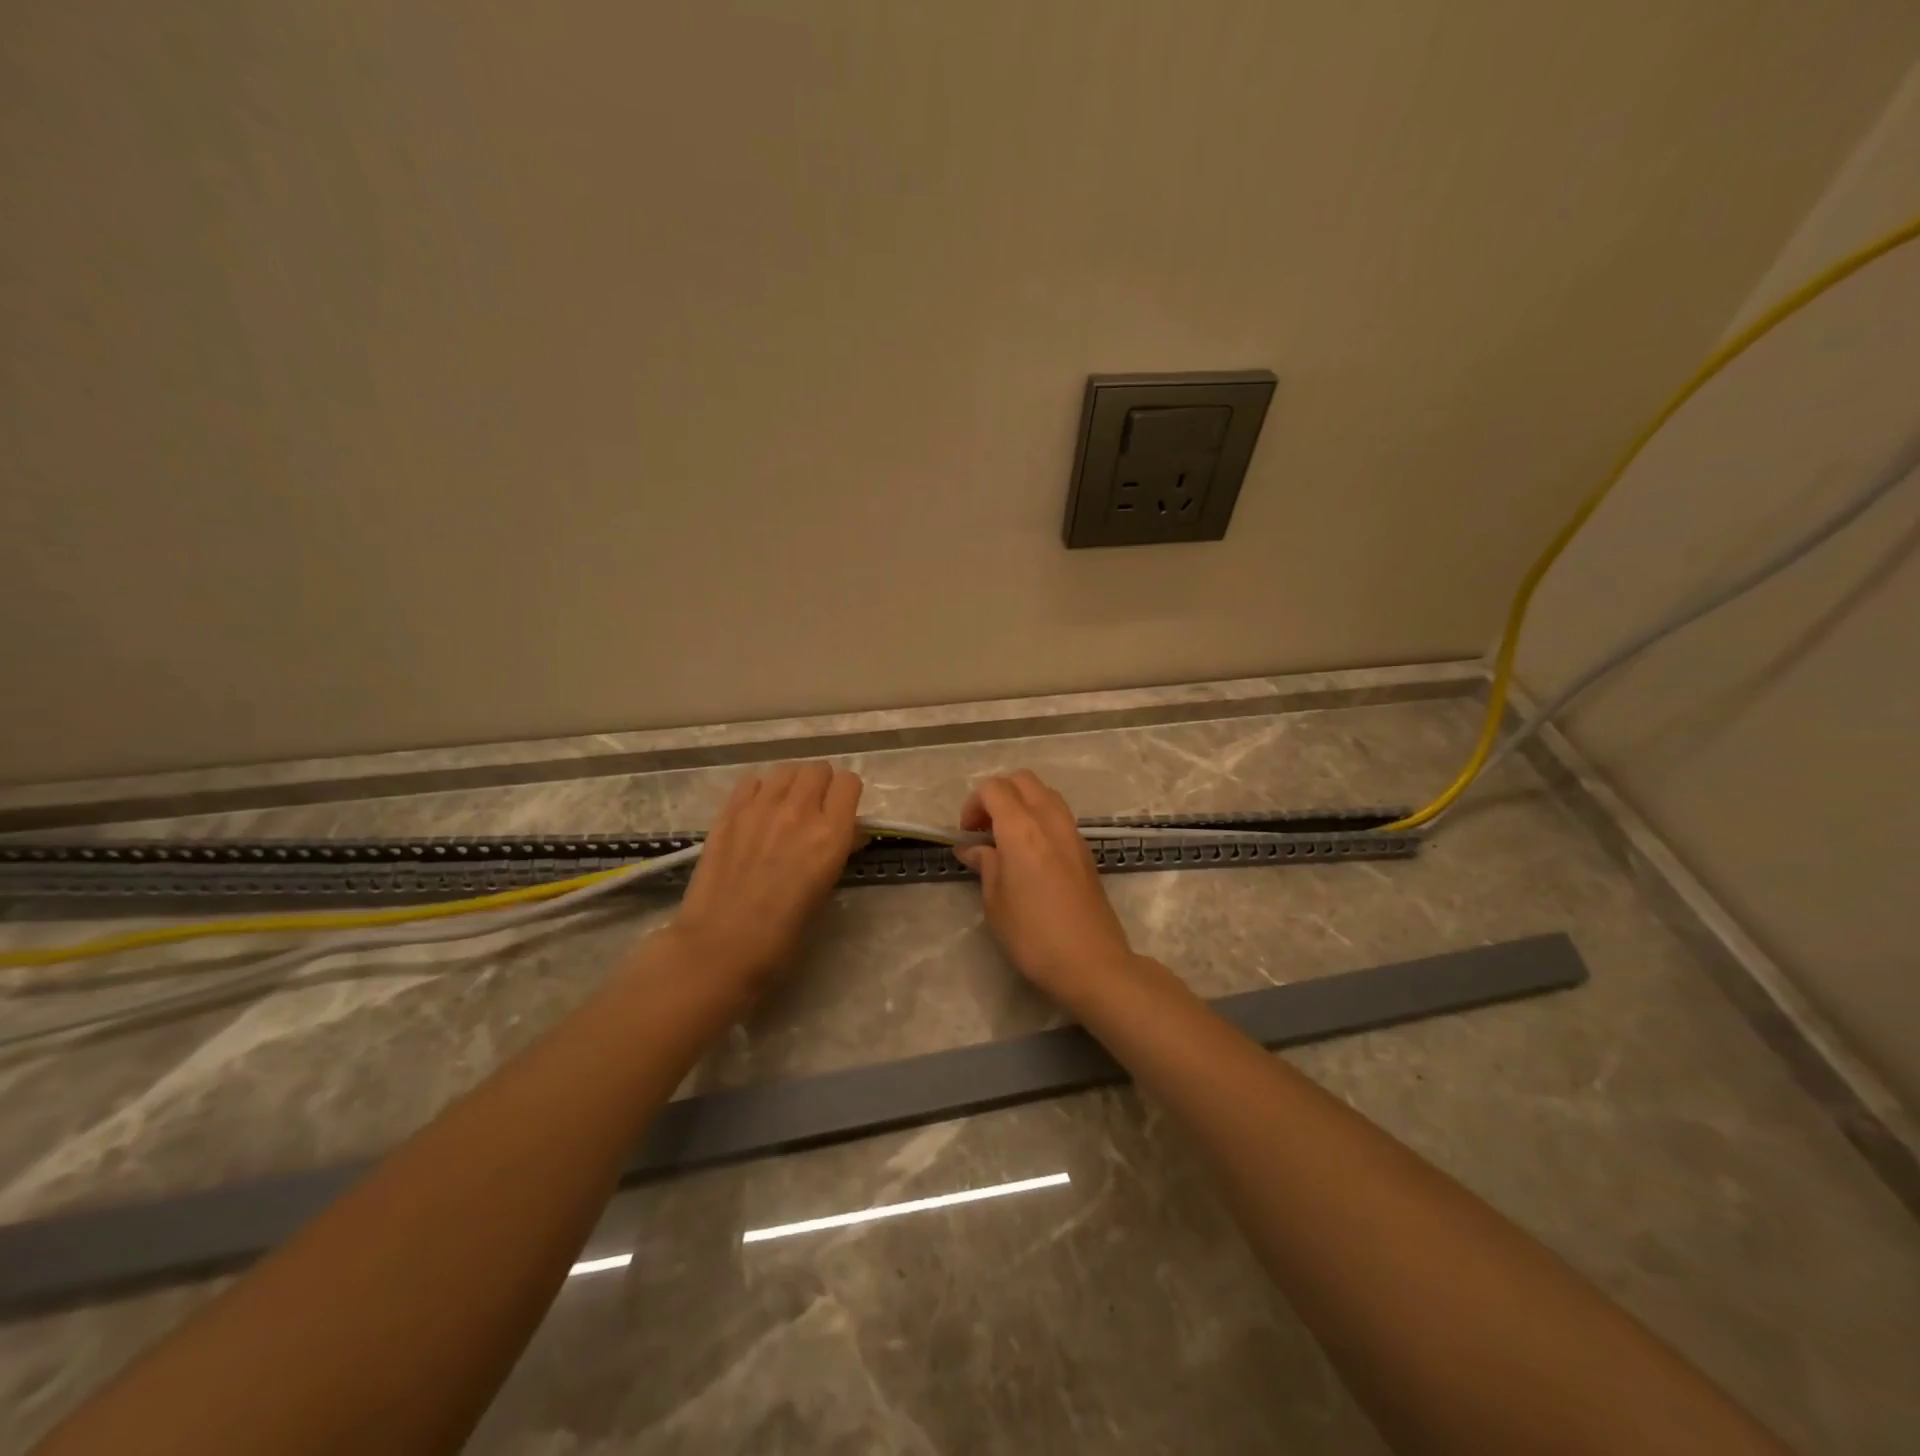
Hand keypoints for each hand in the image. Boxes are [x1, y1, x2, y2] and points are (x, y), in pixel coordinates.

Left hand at [668, 761, 862, 985]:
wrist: (721, 946)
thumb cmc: (783, 934)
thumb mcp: (825, 890)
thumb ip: (838, 852)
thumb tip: (847, 834)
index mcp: (831, 835)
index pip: (849, 783)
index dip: (847, 795)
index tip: (842, 811)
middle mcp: (799, 811)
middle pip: (818, 769)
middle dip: (821, 785)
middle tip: (814, 809)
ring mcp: (761, 807)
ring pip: (786, 769)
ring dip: (791, 784)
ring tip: (784, 807)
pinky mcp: (729, 812)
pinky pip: (752, 781)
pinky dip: (760, 790)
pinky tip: (756, 813)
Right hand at [954, 770, 1139, 1005]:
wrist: (1091, 962)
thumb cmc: (1033, 935)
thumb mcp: (995, 902)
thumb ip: (985, 865)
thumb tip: (973, 848)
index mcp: (1021, 828)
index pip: (994, 789)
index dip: (973, 804)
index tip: (966, 835)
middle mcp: (1049, 820)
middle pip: (1022, 780)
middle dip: (998, 795)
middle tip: (984, 830)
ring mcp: (1072, 833)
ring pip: (1044, 794)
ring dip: (1021, 804)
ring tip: (1006, 840)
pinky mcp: (1085, 850)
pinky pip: (1058, 816)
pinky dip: (1039, 819)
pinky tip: (1030, 854)